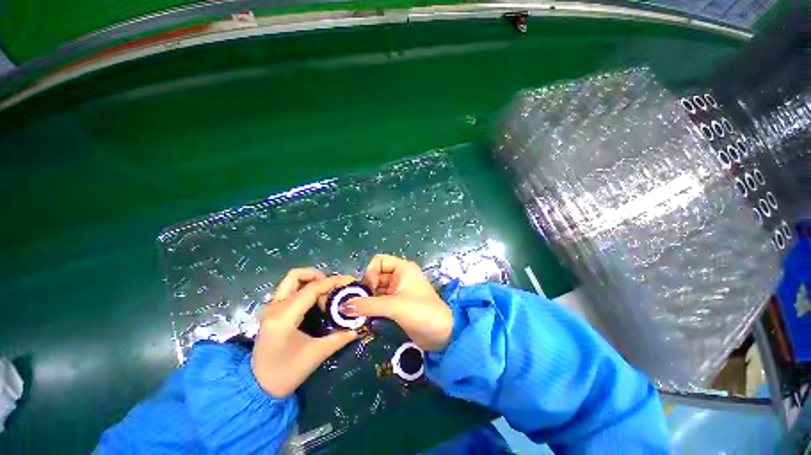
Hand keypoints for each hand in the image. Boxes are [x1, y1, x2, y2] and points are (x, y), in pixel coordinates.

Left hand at [251, 269, 357, 396]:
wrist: (257, 388)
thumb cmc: (286, 373)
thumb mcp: (316, 355)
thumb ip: (339, 338)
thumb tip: (357, 328)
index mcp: (284, 316)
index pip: (312, 288)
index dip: (333, 282)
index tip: (350, 281)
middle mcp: (274, 306)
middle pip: (296, 275)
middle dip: (319, 276)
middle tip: (334, 288)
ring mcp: (271, 308)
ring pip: (292, 280)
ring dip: (311, 281)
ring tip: (327, 294)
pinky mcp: (272, 311)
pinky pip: (290, 290)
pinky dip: (306, 289)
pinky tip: (317, 301)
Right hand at [342, 255, 452, 350]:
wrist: (442, 334)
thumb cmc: (421, 312)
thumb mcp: (394, 306)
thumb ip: (368, 305)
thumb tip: (342, 306)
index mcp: (403, 268)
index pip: (378, 261)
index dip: (370, 273)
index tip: (369, 290)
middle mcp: (400, 276)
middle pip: (376, 275)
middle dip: (366, 288)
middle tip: (359, 304)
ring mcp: (399, 290)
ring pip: (377, 289)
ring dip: (368, 299)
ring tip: (360, 312)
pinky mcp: (398, 304)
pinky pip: (380, 300)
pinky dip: (372, 306)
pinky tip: (367, 316)